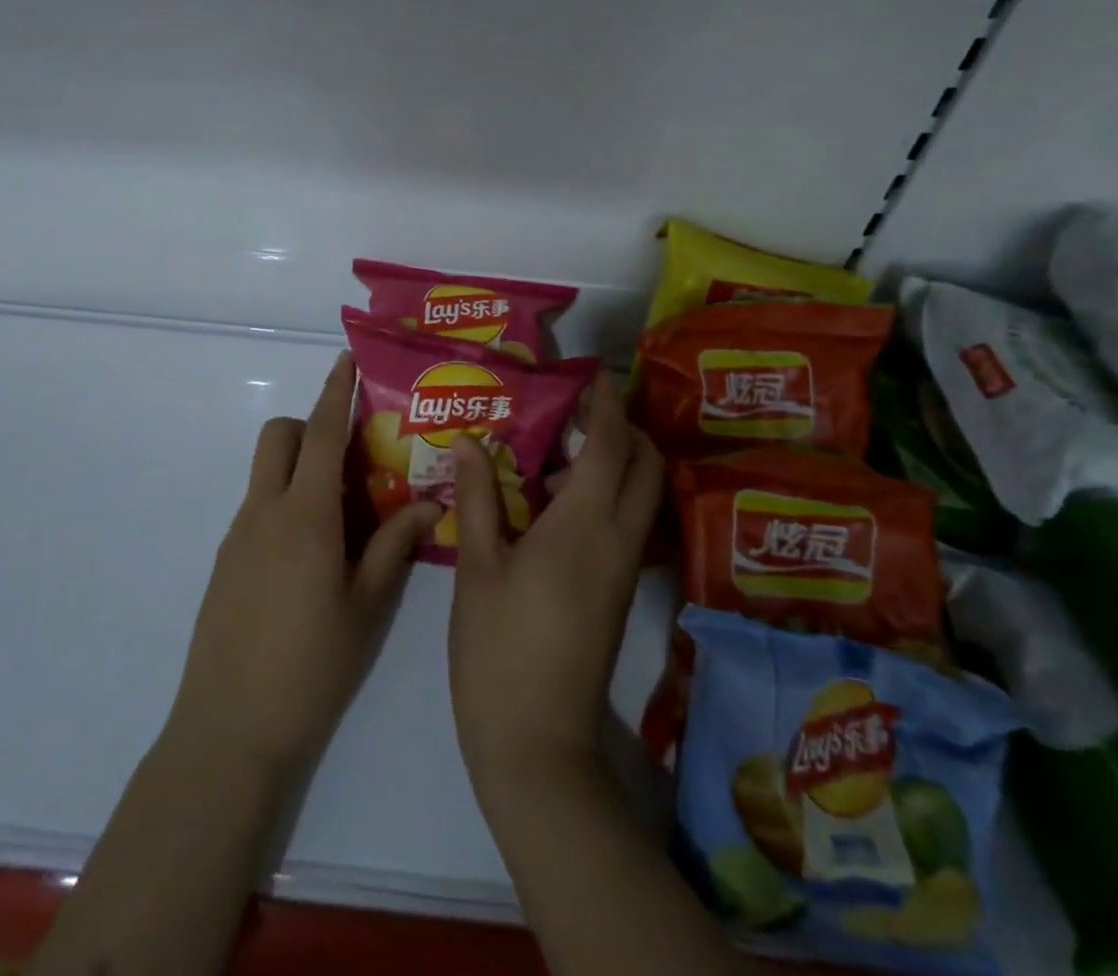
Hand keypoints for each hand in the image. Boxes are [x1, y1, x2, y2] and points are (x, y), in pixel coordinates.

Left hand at [169, 351, 441, 776]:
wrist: (229, 731)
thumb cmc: (311, 667)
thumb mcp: (367, 606)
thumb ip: (394, 545)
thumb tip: (427, 502)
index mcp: (305, 516)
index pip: (319, 433)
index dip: (334, 392)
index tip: (345, 360)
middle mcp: (264, 513)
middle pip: (279, 438)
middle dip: (310, 426)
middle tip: (352, 456)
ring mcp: (238, 537)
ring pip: (266, 473)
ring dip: (299, 468)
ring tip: (343, 512)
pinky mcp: (225, 563)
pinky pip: (258, 508)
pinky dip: (285, 503)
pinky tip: (313, 554)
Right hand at [448, 374, 661, 804]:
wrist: (537, 742)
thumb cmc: (499, 648)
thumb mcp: (477, 566)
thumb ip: (478, 497)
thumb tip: (470, 441)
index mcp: (583, 527)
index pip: (611, 446)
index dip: (606, 405)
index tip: (593, 374)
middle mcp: (617, 541)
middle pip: (647, 466)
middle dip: (626, 428)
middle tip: (581, 410)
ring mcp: (622, 570)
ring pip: (642, 496)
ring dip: (619, 462)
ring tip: (562, 450)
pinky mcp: (617, 593)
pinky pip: (627, 524)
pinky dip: (610, 495)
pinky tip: (557, 502)